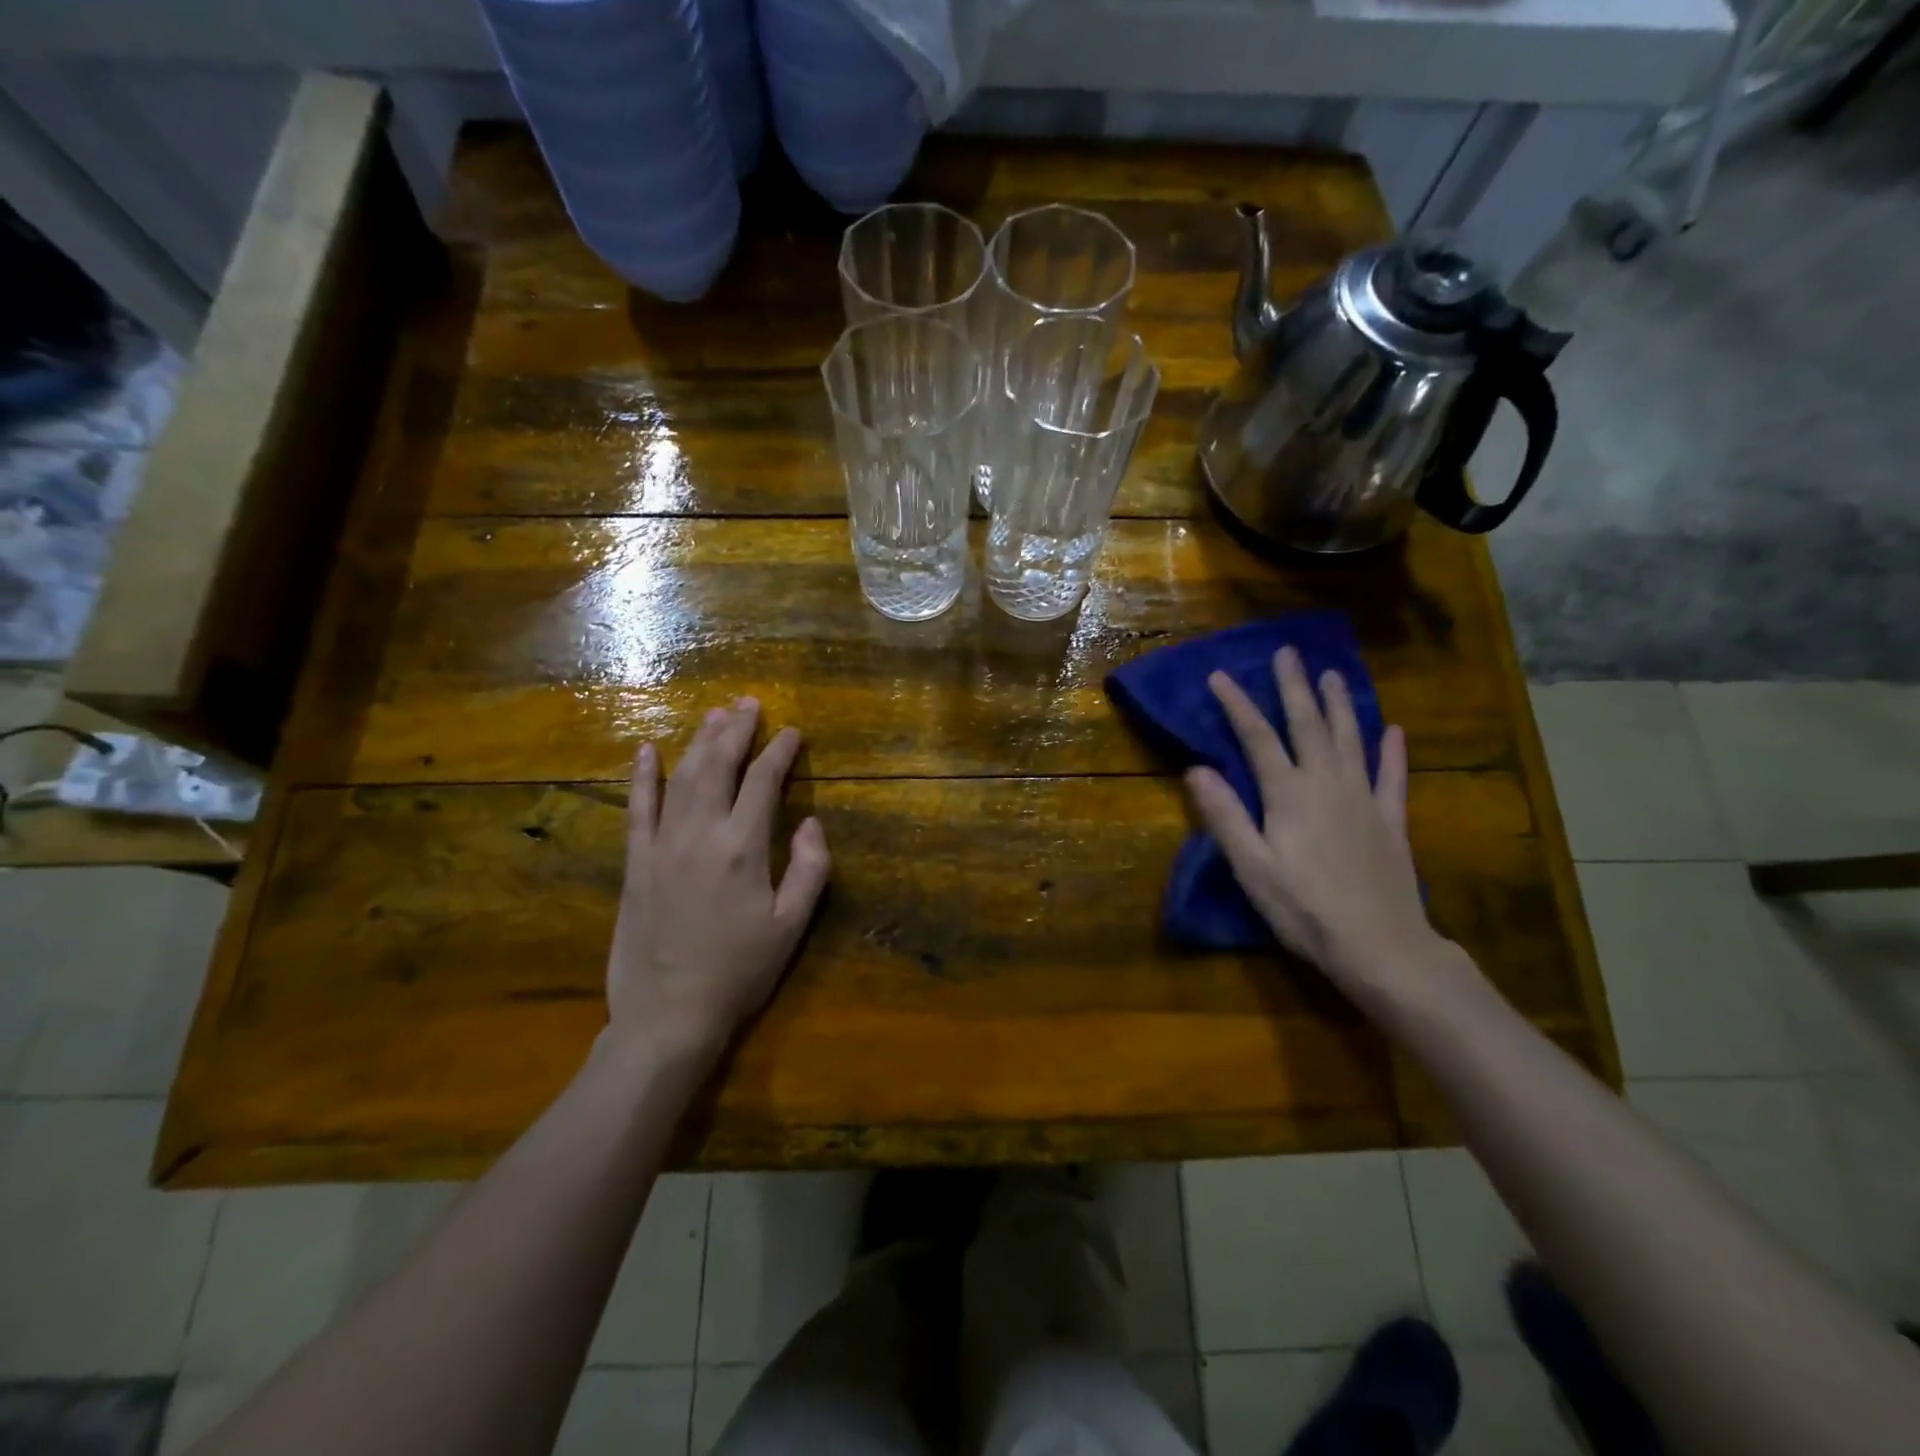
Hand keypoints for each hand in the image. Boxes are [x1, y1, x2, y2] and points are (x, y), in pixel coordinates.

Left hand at [605, 699, 830, 1065]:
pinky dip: (643, 776)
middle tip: (749, 703)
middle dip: (736, 730)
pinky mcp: (635, 863)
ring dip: (699, 741)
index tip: (792, 731)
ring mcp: (662, 845)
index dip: (780, 751)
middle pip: (718, 766)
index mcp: (743, 847)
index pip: (764, 782)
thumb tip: (811, 822)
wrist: (668, 1015)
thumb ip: (809, 869)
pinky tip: (647, 749)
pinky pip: (637, 809)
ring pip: (681, 777)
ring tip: (715, 714)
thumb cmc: (739, 972)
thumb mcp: (791, 927)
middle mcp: (700, 833)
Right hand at [1186, 646, 1457, 1008]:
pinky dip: (1392, 751)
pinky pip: (1392, 776)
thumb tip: (1196, 769)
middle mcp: (1327, 784)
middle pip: (1308, 725)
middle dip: (1295, 687)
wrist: (1381, 947)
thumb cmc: (1305, 910)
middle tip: (1288, 653)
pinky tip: (1393, 730)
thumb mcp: (1252, 868)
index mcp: (1289, 795)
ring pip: (1350, 739)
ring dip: (1340, 705)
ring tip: (1333, 674)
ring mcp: (1364, 799)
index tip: (1220, 675)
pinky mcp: (1391, 820)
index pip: (1257, 738)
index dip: (1237, 704)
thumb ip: (1225, 816)